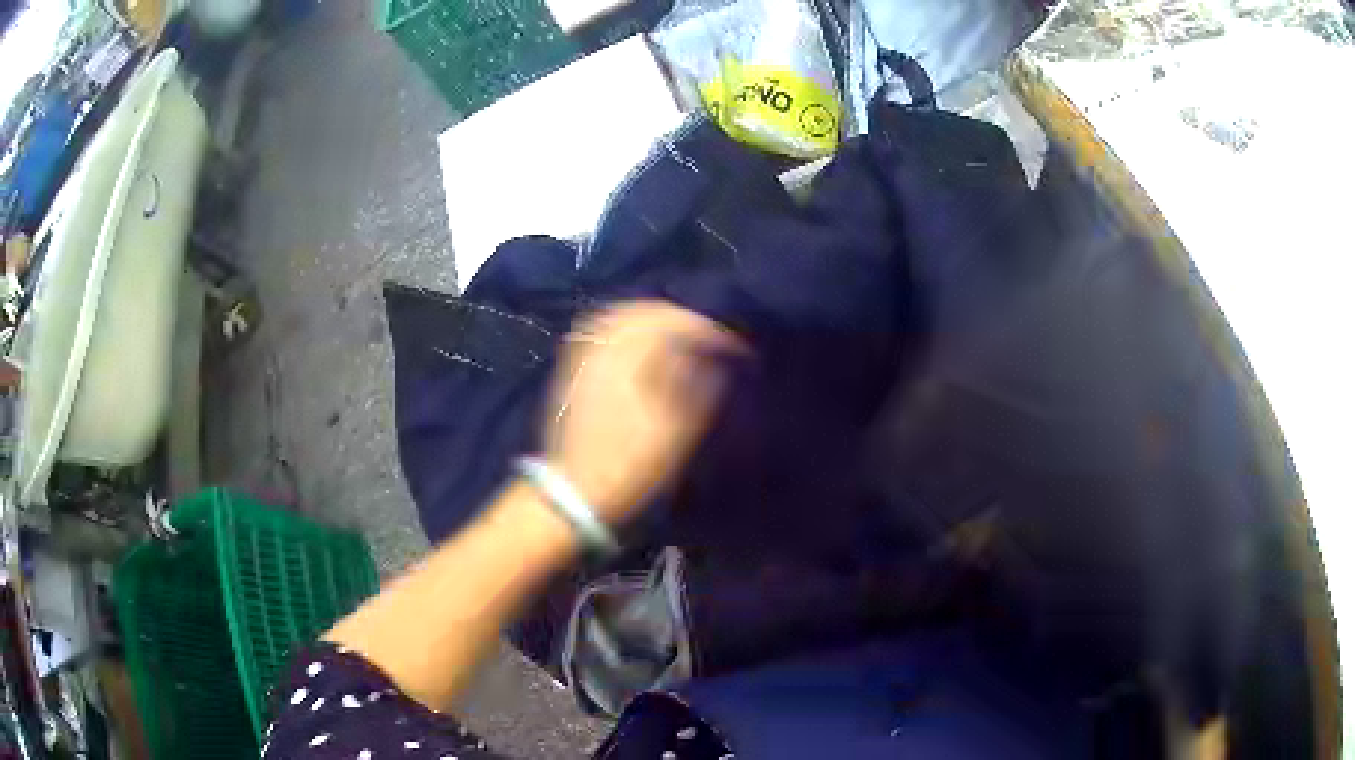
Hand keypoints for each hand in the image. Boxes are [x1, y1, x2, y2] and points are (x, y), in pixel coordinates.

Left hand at [540, 300, 744, 525]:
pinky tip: (640, 344)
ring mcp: (583, 357)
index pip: (676, 324)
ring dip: (654, 318)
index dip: (711, 332)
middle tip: (708, 336)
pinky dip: (627, 328)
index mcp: (629, 358)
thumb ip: (697, 386)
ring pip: (620, 317)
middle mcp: (603, 347)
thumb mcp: (675, 432)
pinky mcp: (573, 370)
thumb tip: (710, 358)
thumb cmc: (630, 465)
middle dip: (682, 318)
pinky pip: (601, 331)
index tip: (736, 349)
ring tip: (679, 334)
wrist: (575, 493)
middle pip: (645, 311)